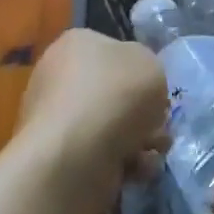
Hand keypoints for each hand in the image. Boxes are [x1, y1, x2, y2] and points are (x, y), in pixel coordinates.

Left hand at [18, 29, 168, 201]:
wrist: (75, 156)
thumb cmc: (115, 95)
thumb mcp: (151, 64)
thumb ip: (149, 70)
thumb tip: (139, 87)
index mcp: (76, 44)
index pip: (113, 50)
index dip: (140, 70)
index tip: (156, 90)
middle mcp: (59, 76)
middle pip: (113, 92)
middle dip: (142, 113)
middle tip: (159, 125)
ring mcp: (55, 119)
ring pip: (111, 126)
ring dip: (139, 140)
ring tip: (152, 151)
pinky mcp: (58, 156)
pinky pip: (100, 155)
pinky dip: (123, 163)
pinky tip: (135, 169)